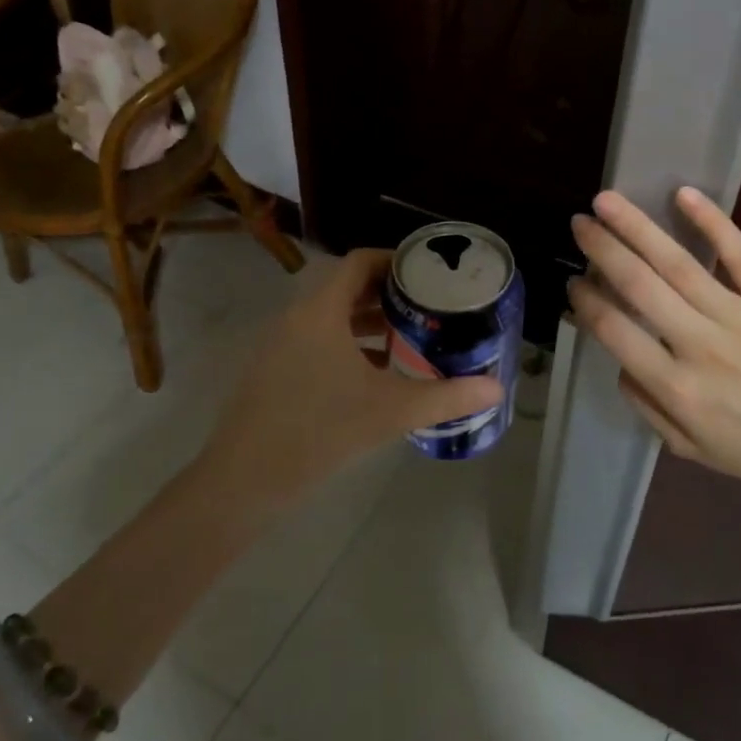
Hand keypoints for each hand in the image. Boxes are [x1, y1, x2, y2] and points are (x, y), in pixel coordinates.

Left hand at [196, 248, 504, 511]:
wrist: (243, 481)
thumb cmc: (319, 432)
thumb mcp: (390, 411)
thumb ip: (446, 397)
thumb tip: (496, 390)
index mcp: (321, 311)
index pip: (358, 262)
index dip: (394, 260)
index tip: (428, 273)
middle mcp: (297, 317)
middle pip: (346, 286)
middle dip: (387, 292)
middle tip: (427, 304)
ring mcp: (280, 343)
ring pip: (331, 315)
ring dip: (368, 320)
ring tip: (408, 335)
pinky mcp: (273, 369)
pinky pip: (316, 339)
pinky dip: (347, 343)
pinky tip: (374, 372)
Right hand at [568, 187, 740, 501]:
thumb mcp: (690, 448)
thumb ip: (646, 405)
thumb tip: (619, 361)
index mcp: (677, 387)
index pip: (615, 331)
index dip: (586, 301)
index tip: (574, 281)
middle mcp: (701, 345)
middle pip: (639, 285)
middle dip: (602, 249)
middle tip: (578, 223)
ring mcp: (740, 316)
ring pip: (678, 263)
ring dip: (636, 227)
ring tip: (606, 201)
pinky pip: (739, 254)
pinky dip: (712, 221)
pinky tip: (682, 194)